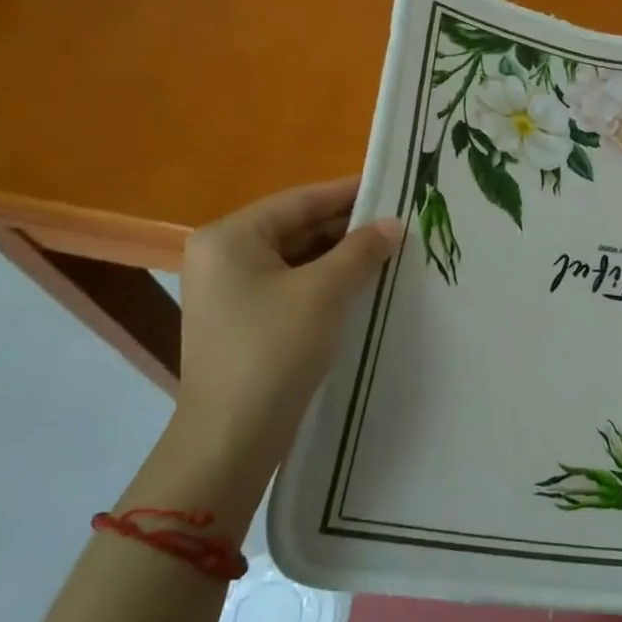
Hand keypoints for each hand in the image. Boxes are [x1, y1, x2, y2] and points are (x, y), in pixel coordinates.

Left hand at [175, 177, 399, 465]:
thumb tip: (392, 224)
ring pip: (296, 259)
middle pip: (296, 228)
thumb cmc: (274, 349)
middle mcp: (223, 256)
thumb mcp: (324, 292)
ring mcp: (230, 290)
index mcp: (230, 237)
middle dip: (347, 228)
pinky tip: (362, 284)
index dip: (348, 193)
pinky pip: (290, 286)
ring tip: (389, 251)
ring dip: (340, 256)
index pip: (299, 201)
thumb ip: (361, 250)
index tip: (391, 186)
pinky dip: (325, 282)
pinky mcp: (243, 320)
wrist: (232, 435)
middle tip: (398, 223)